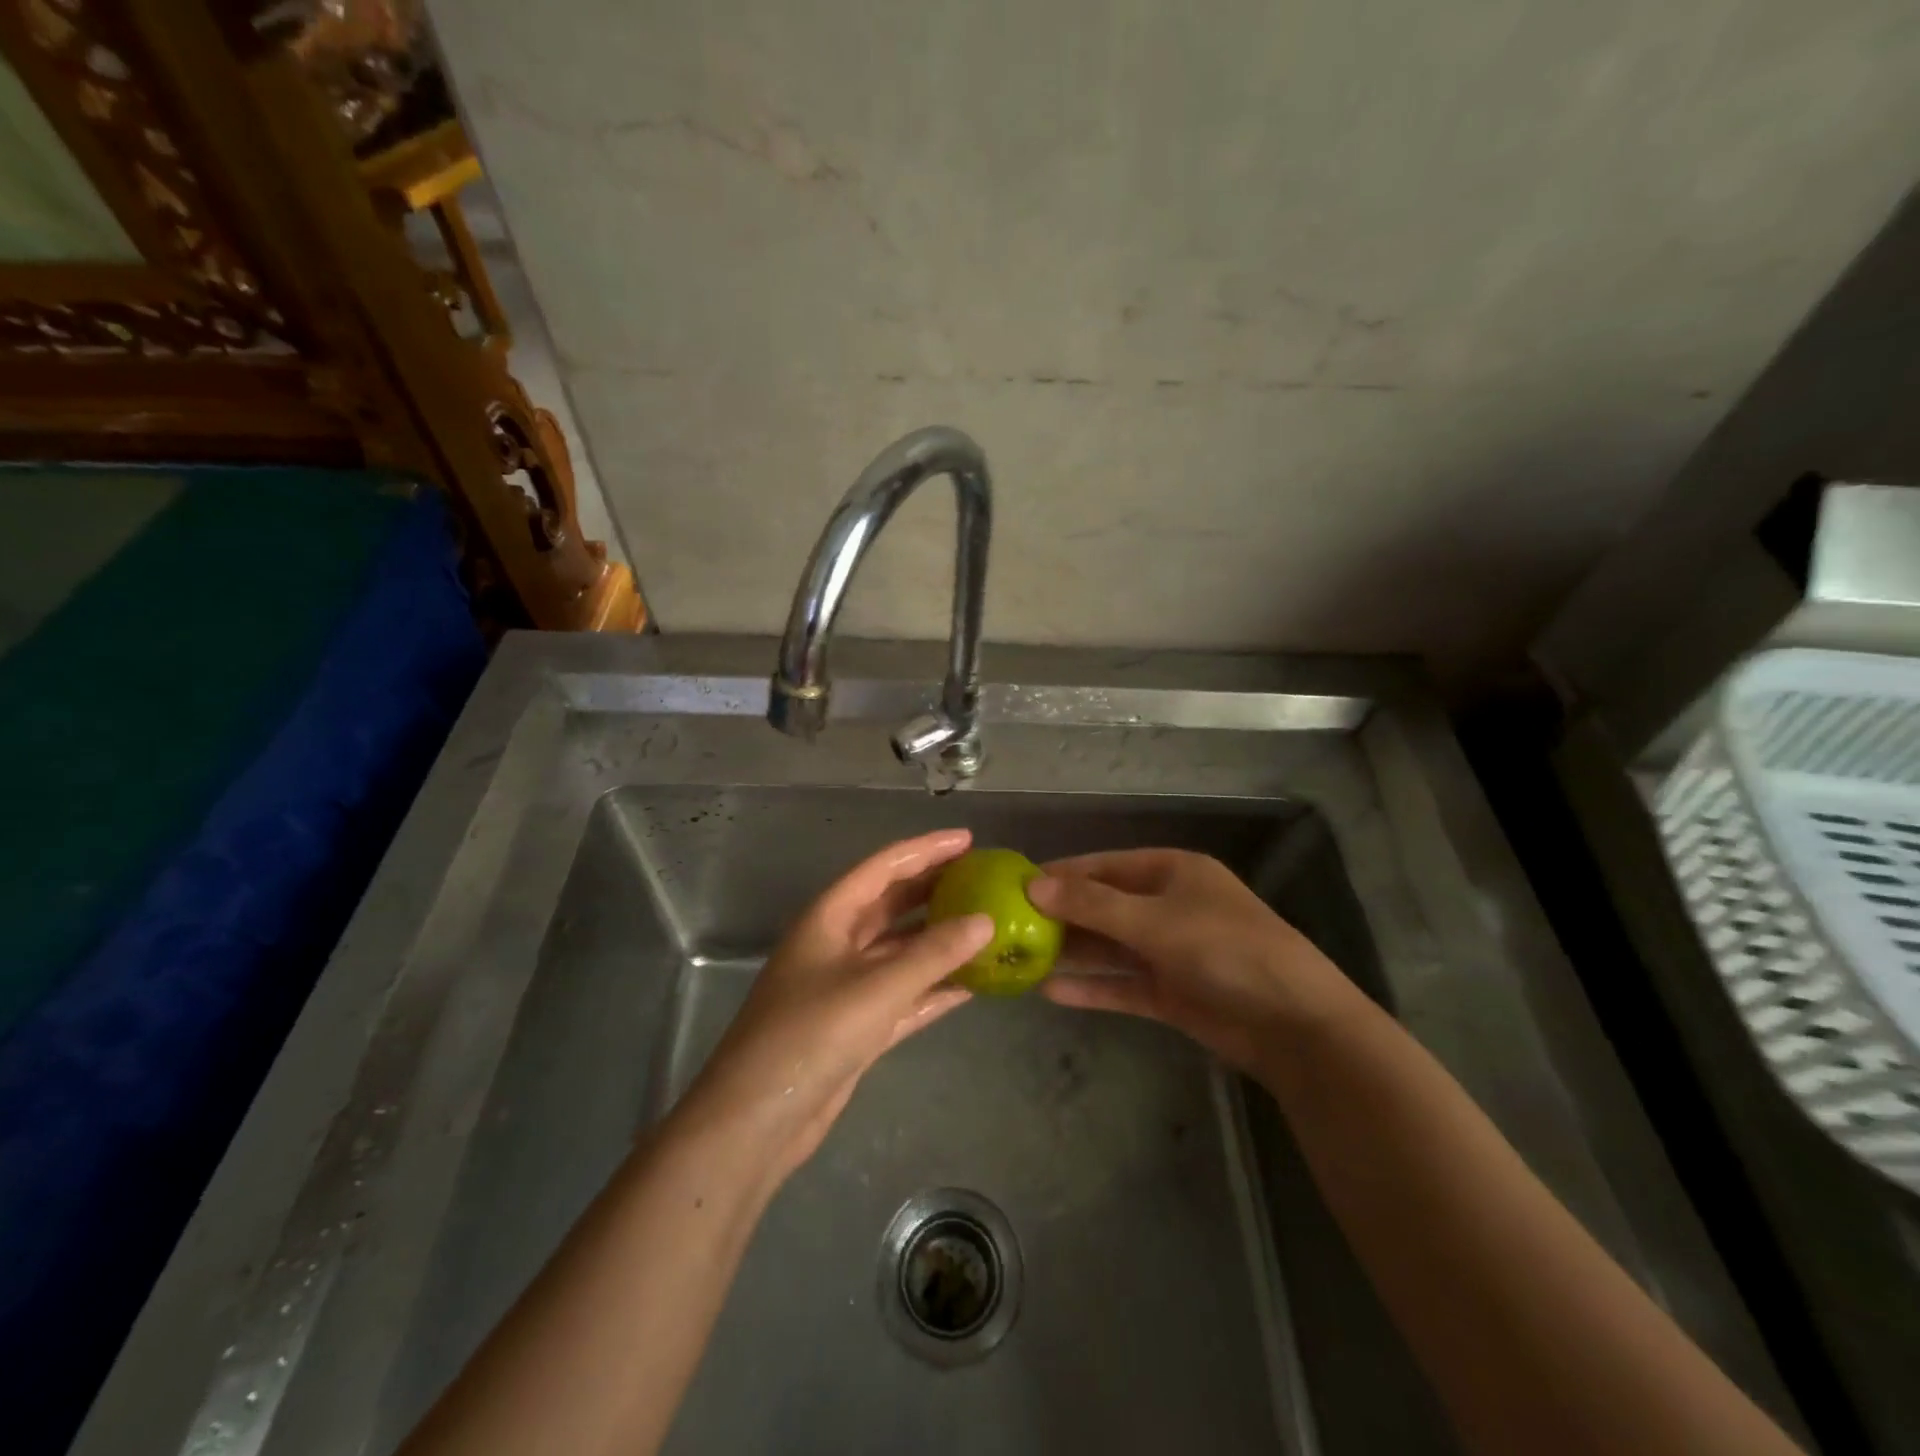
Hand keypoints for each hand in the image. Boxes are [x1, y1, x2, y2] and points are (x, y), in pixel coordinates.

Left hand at [672, 829, 992, 1189]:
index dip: (926, 850)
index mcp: (829, 917)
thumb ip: (933, 954)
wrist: (755, 1121)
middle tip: (983, 878)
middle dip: (935, 888)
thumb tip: (985, 921)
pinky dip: (934, 987)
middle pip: (892, 903)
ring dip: (939, 940)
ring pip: (901, 950)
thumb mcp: (876, 988)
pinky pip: (904, 994)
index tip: (968, 839)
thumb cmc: (809, 1036)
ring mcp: (846, 986)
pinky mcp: (857, 1026)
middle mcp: (837, 943)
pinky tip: (972, 984)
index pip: (883, 867)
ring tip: (987, 924)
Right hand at [1028, 849, 1365, 1073]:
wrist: (1294, 1024)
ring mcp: (1169, 951)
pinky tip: (1050, 994)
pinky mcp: (1171, 992)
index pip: (1104, 865)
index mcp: (1171, 872)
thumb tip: (1034, 884)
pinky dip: (1091, 988)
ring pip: (1109, 947)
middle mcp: (1168, 905)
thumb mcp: (1155, 920)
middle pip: (1103, 906)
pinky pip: (1122, 984)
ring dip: (1072, 953)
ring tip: (1020, 960)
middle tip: (1008, 927)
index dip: (1061, 873)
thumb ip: (1093, 904)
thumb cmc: (1225, 950)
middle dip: (1061, 916)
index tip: (1015, 883)